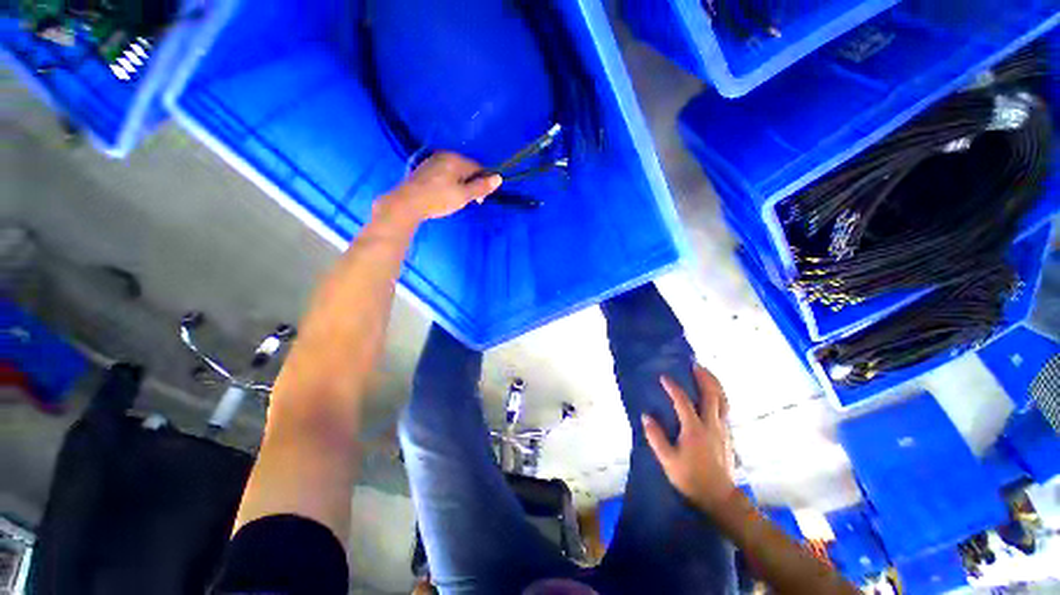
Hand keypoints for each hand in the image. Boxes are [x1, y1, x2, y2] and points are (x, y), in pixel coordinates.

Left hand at [379, 152, 501, 223]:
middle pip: (466, 169)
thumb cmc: (439, 199)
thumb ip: (481, 187)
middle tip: (469, 202)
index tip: (480, 200)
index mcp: (456, 159)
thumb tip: (499, 177)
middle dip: (472, 184)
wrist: (407, 203)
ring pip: (455, 172)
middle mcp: (444, 156)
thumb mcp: (464, 195)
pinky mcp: (424, 169)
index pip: (478, 168)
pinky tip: (444, 195)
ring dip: (461, 185)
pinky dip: (449, 184)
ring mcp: (432, 161)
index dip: (484, 183)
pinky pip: (444, 174)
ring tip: (456, 200)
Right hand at [643, 365, 736, 514]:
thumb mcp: (668, 461)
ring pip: (723, 401)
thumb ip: (656, 438)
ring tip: (707, 374)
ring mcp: (722, 430)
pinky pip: (724, 409)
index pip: (683, 401)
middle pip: (712, 395)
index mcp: (695, 429)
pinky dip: (718, 397)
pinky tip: (712, 397)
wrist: (720, 498)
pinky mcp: (727, 436)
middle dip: (704, 377)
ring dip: (715, 385)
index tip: (664, 377)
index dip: (673, 388)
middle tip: (695, 365)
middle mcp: (711, 425)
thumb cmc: (692, 479)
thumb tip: (645, 417)